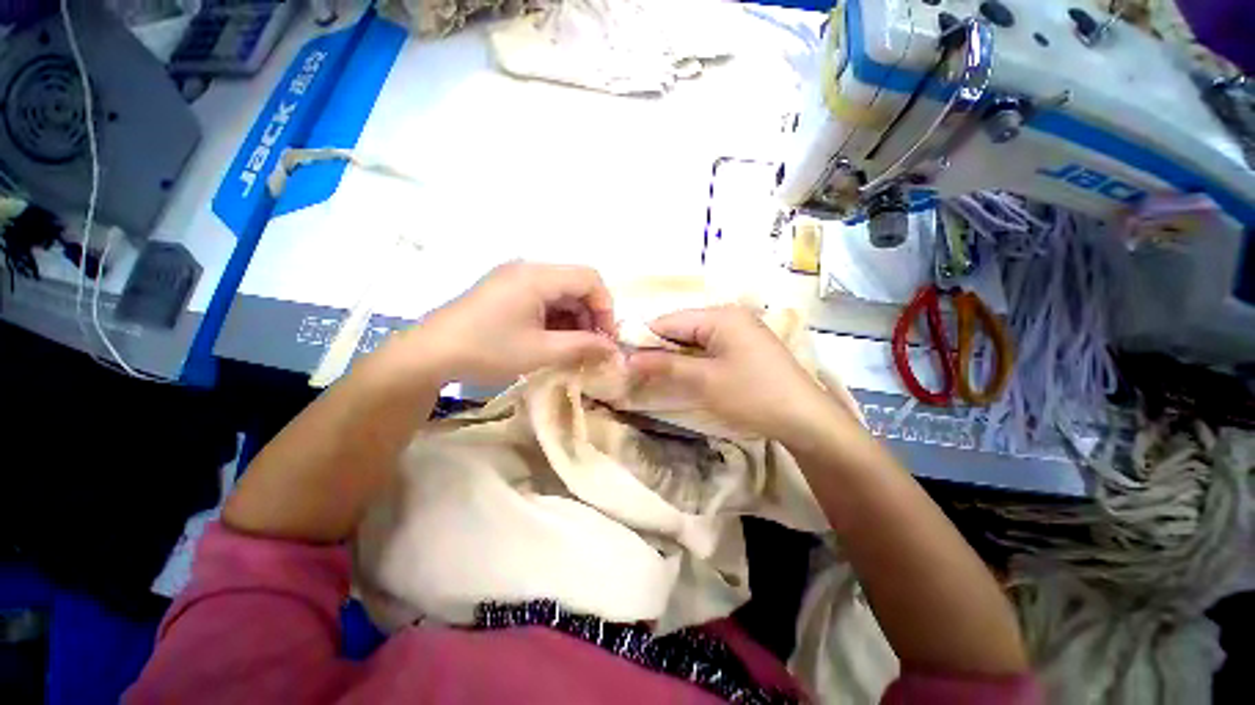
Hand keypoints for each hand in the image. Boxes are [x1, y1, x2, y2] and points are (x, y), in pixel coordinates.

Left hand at [393, 262, 617, 385]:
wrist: (429, 354)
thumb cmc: (487, 350)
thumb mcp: (541, 352)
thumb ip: (582, 346)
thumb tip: (613, 348)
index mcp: (537, 276)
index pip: (589, 278)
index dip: (605, 307)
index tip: (606, 337)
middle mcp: (528, 269)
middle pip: (575, 284)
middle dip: (590, 315)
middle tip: (591, 346)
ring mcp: (514, 278)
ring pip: (560, 293)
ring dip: (573, 319)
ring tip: (572, 347)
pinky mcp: (506, 290)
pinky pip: (542, 298)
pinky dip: (555, 318)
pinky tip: (553, 340)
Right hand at [627, 306, 837, 441]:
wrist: (806, 419)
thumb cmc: (753, 395)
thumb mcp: (704, 381)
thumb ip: (665, 366)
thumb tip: (628, 358)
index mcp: (720, 315)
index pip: (669, 321)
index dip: (644, 340)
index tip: (625, 361)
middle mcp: (730, 315)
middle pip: (682, 328)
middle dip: (661, 349)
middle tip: (640, 373)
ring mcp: (740, 330)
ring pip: (695, 339)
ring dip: (677, 357)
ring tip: (659, 377)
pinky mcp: (746, 347)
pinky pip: (710, 348)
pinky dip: (695, 361)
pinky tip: (688, 376)